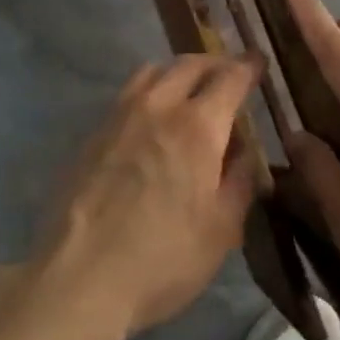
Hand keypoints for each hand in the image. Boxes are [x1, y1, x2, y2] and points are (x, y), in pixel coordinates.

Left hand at [35, 54, 262, 338]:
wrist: (80, 277)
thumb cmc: (164, 258)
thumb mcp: (222, 230)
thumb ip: (239, 181)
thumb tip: (245, 152)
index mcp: (198, 126)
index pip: (230, 77)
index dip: (248, 66)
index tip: (258, 62)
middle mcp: (159, 107)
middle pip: (190, 64)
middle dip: (215, 63)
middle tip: (229, 74)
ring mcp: (120, 116)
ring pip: (153, 72)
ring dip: (178, 72)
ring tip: (189, 90)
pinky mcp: (93, 133)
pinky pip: (128, 94)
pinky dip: (150, 92)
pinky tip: (152, 119)